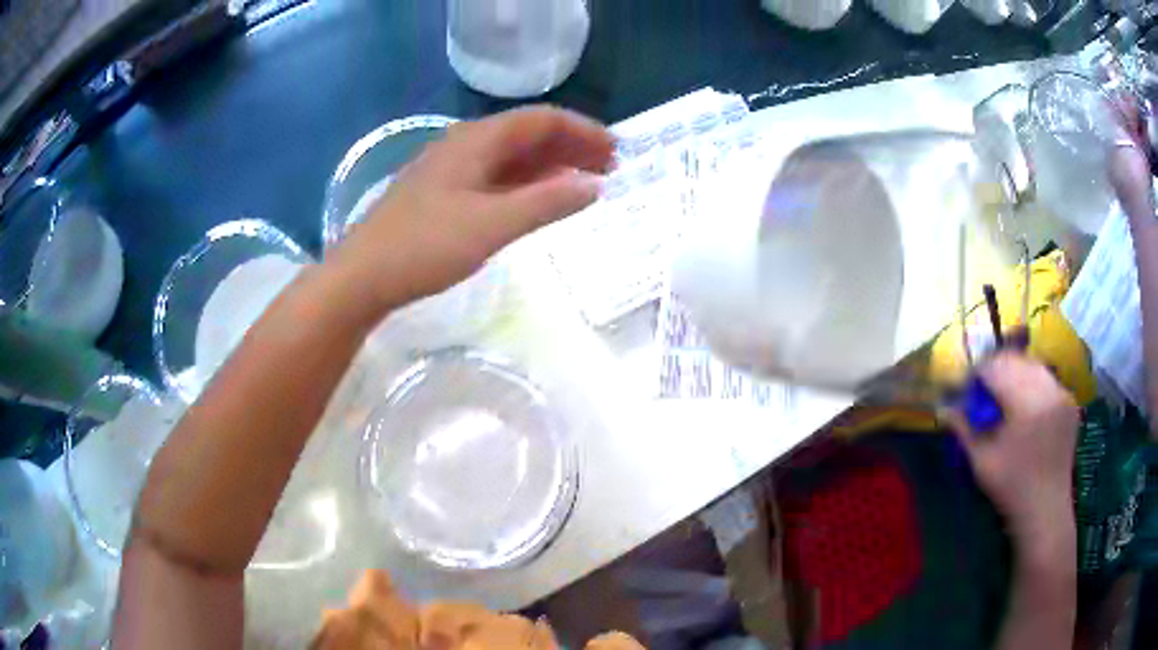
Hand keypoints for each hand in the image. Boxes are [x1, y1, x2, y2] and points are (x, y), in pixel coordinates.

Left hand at [330, 106, 613, 313]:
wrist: (361, 276)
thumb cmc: (423, 246)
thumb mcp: (491, 225)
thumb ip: (545, 204)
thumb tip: (593, 186)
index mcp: (476, 140)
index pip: (541, 120)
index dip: (582, 130)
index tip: (616, 151)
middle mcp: (464, 145)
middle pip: (527, 135)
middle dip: (571, 147)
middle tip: (608, 168)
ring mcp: (450, 170)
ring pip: (511, 157)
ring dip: (550, 166)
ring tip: (584, 183)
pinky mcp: (442, 194)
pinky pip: (494, 178)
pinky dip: (524, 185)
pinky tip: (538, 200)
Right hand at [945, 353, 1078, 545]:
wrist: (1045, 509)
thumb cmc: (1010, 488)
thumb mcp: (981, 461)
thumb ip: (964, 429)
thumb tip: (942, 407)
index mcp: (1026, 402)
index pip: (996, 367)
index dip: (977, 373)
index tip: (966, 387)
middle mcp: (1048, 389)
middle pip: (1016, 360)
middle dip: (997, 369)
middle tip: (983, 390)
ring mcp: (1062, 393)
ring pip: (1033, 365)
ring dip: (1016, 373)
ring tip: (1005, 396)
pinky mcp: (1070, 401)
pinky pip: (1047, 379)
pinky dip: (1033, 384)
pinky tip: (1026, 406)